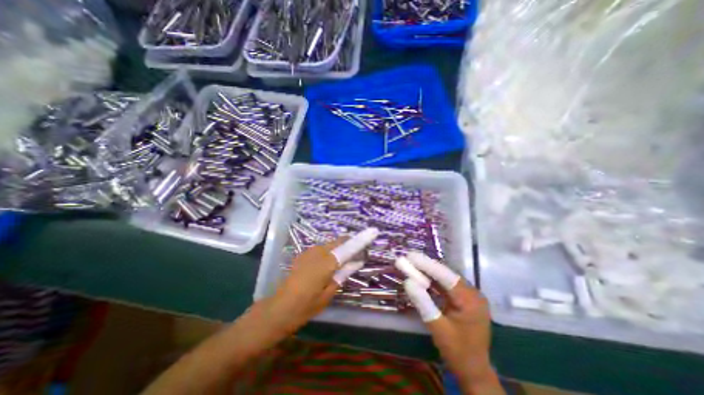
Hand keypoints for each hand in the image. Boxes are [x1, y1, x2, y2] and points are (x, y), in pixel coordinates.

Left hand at [263, 229, 376, 332]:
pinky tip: (329, 263)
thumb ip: (343, 274)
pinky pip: (322, 249)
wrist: (279, 308)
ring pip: (330, 244)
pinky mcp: (304, 254)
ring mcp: (309, 252)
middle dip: (350, 244)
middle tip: (357, 254)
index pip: (348, 247)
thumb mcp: (329, 293)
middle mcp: (318, 252)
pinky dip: (330, 251)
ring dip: (339, 248)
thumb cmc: (306, 306)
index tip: (372, 232)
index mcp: (327, 262)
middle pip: (339, 242)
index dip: (360, 240)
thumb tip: (356, 261)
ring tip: (344, 260)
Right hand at [401, 255, 499, 392]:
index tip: (410, 256)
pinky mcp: (464, 299)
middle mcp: (472, 293)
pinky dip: (433, 281)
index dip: (427, 264)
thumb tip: (407, 281)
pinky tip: (421, 276)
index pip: (446, 276)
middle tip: (408, 258)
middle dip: (426, 266)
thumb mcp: (437, 328)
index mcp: (470, 300)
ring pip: (445, 278)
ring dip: (428, 272)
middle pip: (445, 274)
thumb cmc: (457, 352)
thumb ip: (423, 303)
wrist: (474, 371)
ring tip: (411, 264)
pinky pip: (446, 285)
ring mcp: (469, 295)